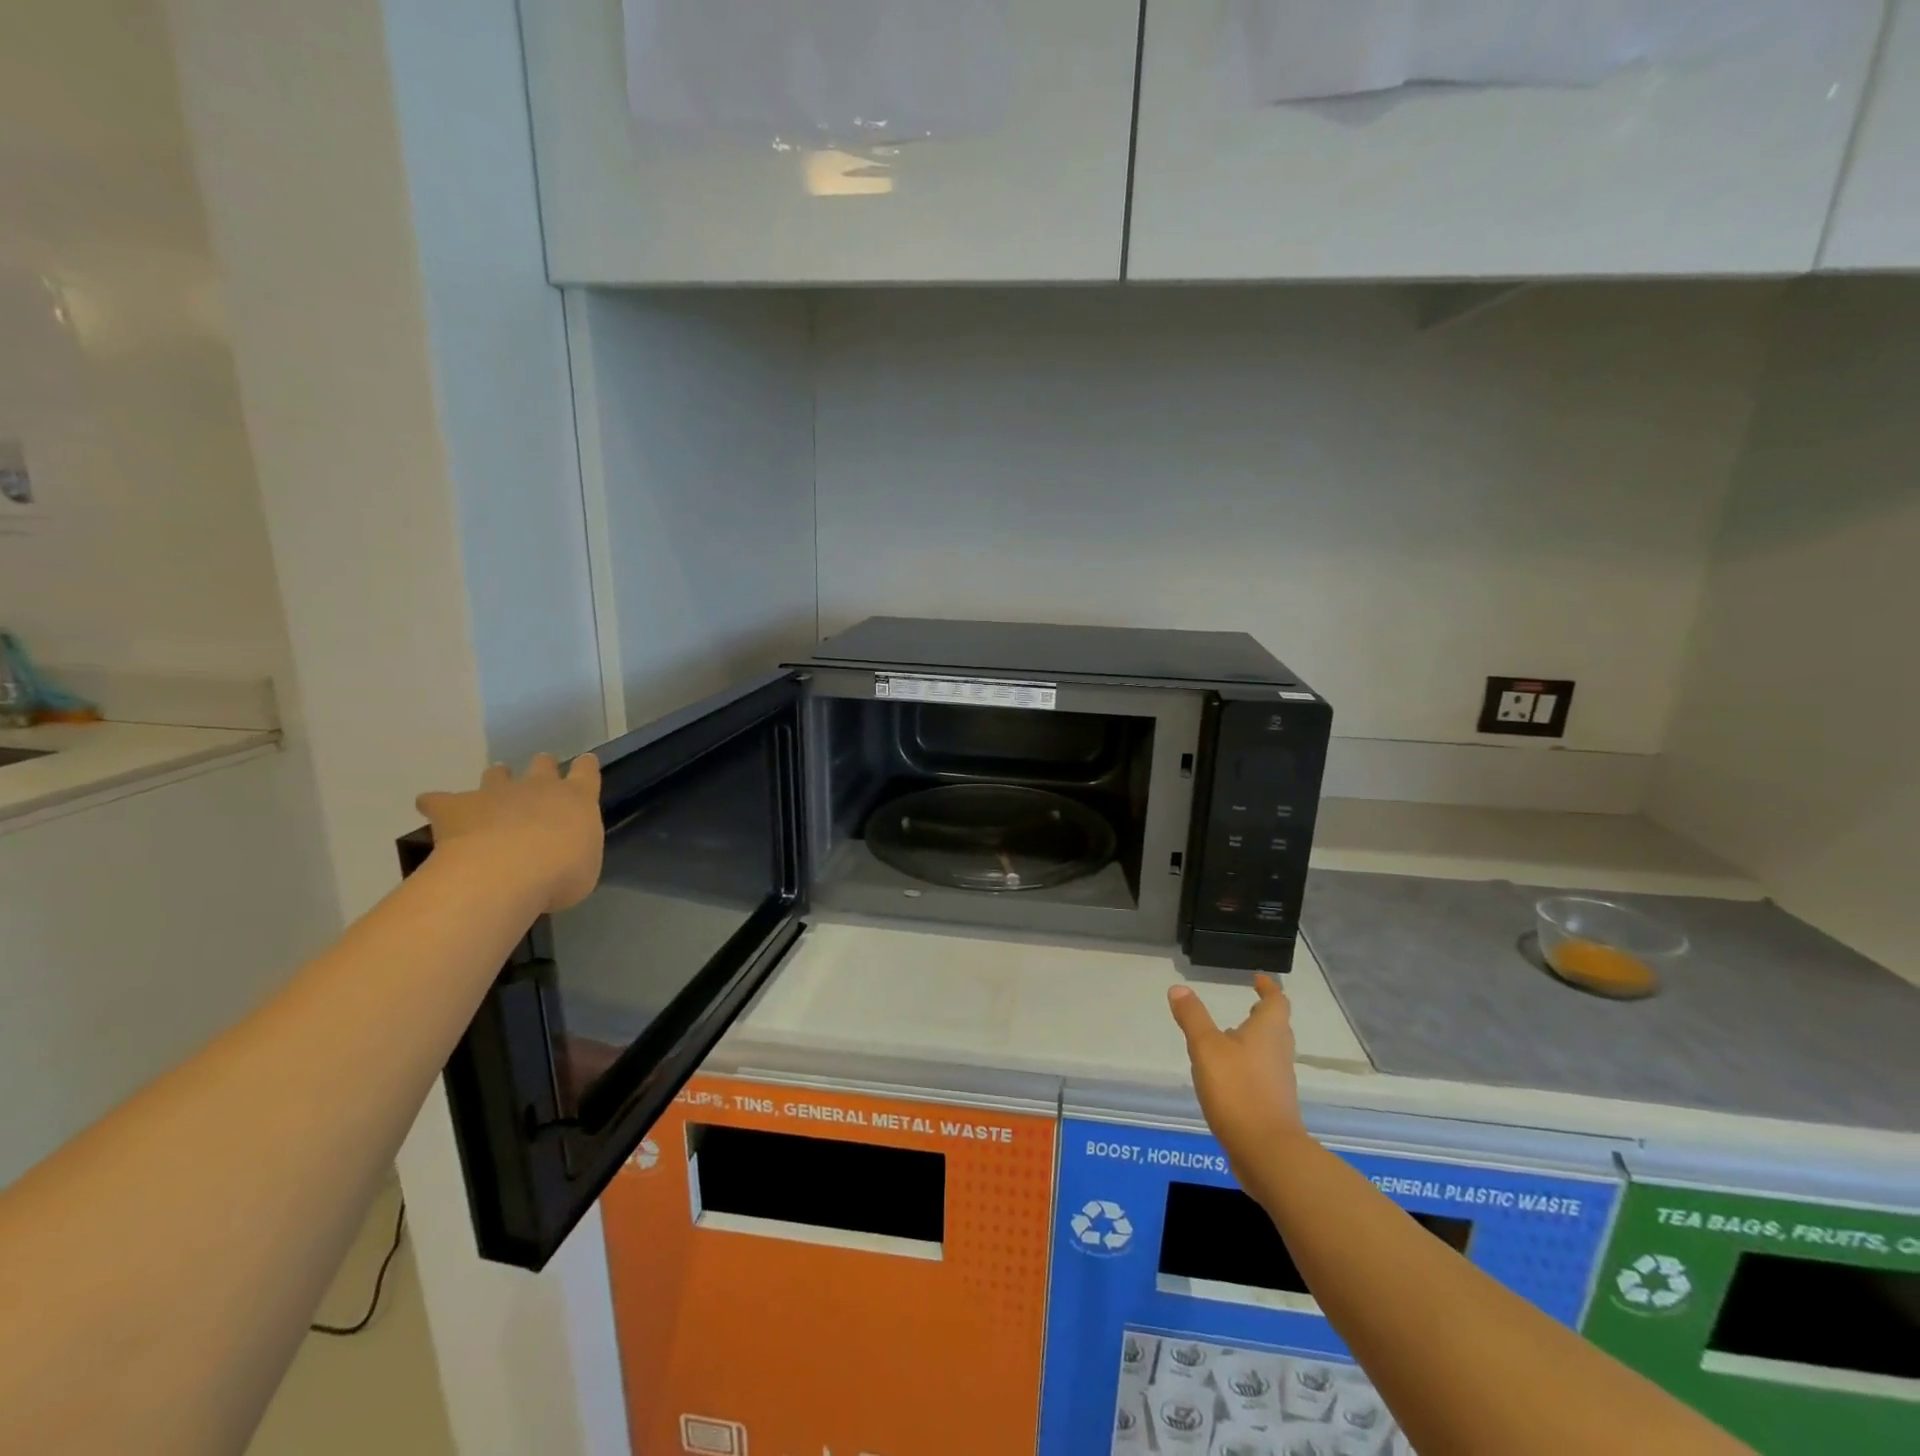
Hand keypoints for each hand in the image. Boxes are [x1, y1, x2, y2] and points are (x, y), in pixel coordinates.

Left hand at [416, 754, 603, 911]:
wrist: (505, 874)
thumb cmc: (560, 875)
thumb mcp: (584, 869)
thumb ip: (576, 853)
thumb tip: (561, 857)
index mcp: (577, 799)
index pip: (586, 771)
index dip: (585, 766)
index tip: (584, 764)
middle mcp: (539, 787)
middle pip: (542, 765)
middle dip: (541, 768)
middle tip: (538, 779)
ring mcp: (496, 793)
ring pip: (496, 775)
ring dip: (495, 780)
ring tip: (490, 795)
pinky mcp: (456, 807)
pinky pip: (439, 801)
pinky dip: (436, 804)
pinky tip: (433, 812)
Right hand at [1169, 975, 1308, 1184]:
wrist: (1267, 1153)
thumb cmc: (1238, 1091)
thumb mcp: (1206, 1048)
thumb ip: (1192, 1018)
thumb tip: (1179, 989)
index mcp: (1268, 1033)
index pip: (1276, 1002)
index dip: (1268, 988)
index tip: (1259, 979)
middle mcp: (1279, 1054)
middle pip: (1277, 1028)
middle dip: (1262, 1015)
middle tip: (1246, 1007)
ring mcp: (1278, 1082)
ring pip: (1269, 1053)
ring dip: (1254, 1042)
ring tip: (1229, 1039)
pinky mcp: (1273, 1106)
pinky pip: (1262, 1076)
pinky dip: (1248, 1068)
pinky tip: (1226, 1078)